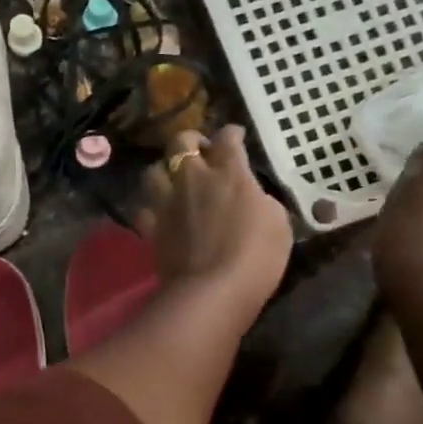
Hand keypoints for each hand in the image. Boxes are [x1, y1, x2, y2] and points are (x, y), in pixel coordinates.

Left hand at [138, 125, 292, 324]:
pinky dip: (151, 208)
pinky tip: (159, 213)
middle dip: (190, 140)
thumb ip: (260, 200)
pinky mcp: (151, 227)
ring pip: (154, 170)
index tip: (236, 136)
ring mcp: (167, 201)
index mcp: (229, 172)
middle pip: (181, 142)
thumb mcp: (278, 222)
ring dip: (164, 171)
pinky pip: (144, 208)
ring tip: (173, 180)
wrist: (213, 290)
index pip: (228, 138)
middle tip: (200, 151)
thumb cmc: (256, 256)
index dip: (232, 133)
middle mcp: (193, 178)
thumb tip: (250, 196)